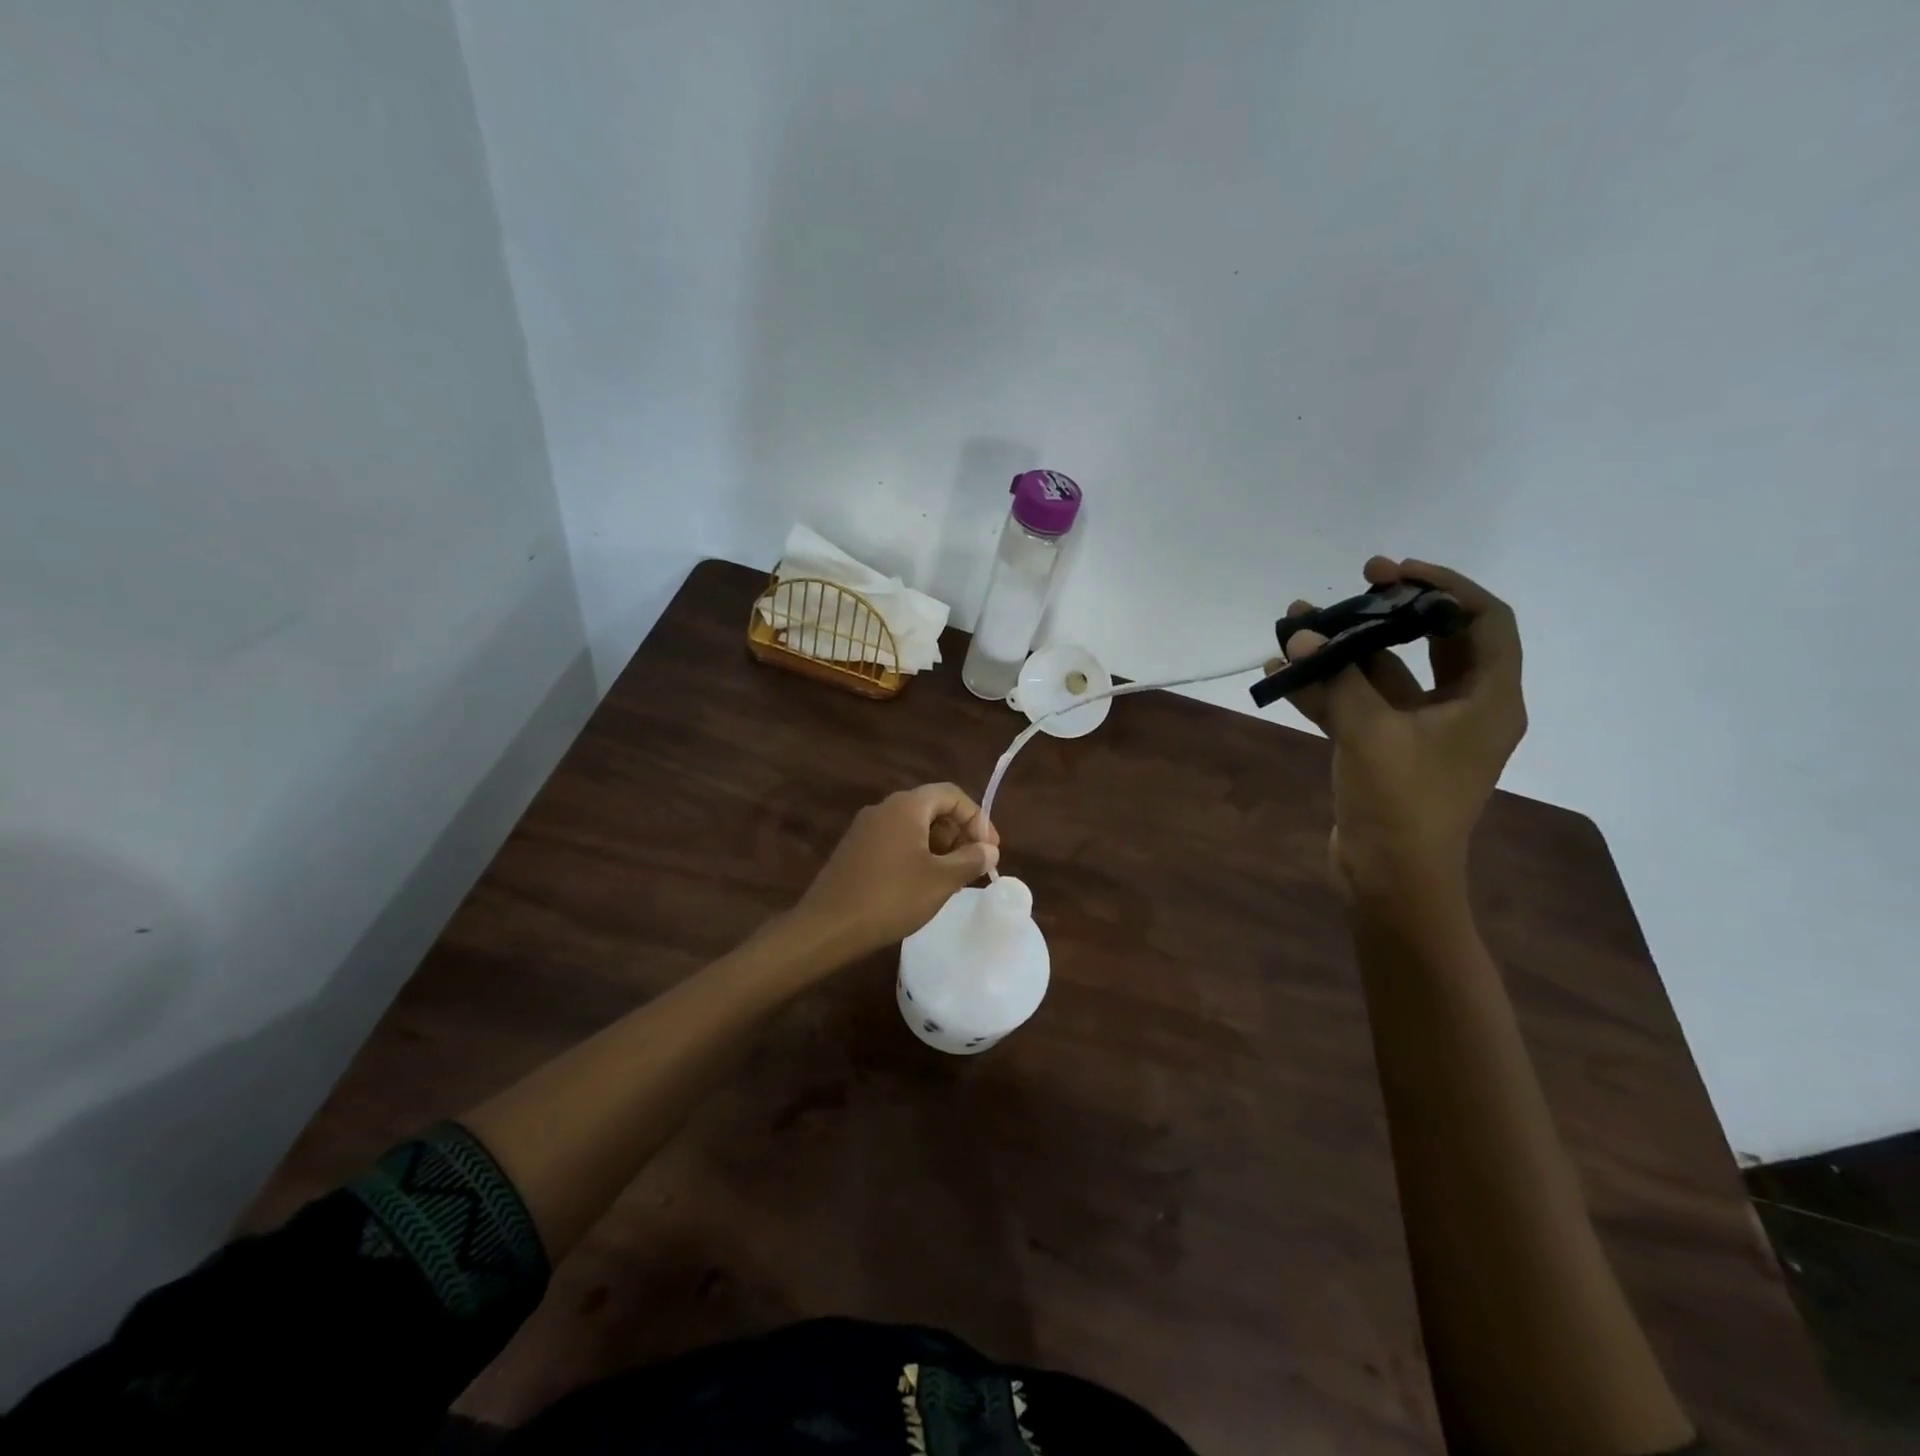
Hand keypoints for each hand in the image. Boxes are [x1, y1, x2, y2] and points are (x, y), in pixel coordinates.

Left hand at [792, 783, 1000, 962]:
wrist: (828, 926)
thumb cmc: (891, 897)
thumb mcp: (941, 880)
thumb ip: (971, 860)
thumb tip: (989, 850)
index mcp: (906, 806)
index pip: (951, 794)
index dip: (977, 818)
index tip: (990, 850)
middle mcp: (884, 808)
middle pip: (931, 808)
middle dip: (958, 832)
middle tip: (974, 865)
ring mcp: (865, 829)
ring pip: (912, 826)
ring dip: (938, 846)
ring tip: (952, 878)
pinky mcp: (854, 850)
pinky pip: (894, 841)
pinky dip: (916, 854)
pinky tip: (921, 885)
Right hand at [1280, 557, 1525, 903]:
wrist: (1389, 878)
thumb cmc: (1400, 802)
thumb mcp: (1371, 732)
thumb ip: (1337, 678)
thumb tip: (1299, 634)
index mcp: (1487, 699)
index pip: (1484, 621)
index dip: (1444, 586)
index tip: (1394, 572)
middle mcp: (1462, 709)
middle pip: (1433, 642)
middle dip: (1389, 612)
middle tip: (1353, 584)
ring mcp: (1422, 732)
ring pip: (1386, 674)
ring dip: (1345, 651)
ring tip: (1297, 624)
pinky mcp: (1387, 751)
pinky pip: (1360, 706)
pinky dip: (1327, 690)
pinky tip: (1282, 675)